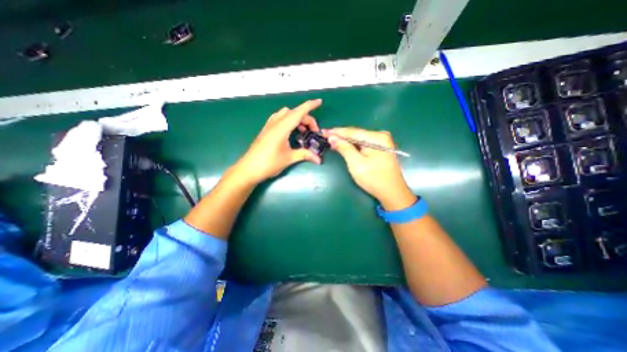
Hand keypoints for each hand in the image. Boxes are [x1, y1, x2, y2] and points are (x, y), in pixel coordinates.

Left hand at [236, 97, 322, 182]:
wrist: (249, 169)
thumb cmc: (269, 163)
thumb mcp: (289, 158)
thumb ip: (305, 155)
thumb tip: (319, 159)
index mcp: (282, 127)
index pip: (299, 112)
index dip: (310, 106)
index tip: (319, 102)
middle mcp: (275, 123)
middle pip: (294, 113)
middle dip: (306, 118)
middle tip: (313, 131)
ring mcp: (269, 126)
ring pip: (285, 114)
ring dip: (296, 118)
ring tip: (302, 130)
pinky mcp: (266, 130)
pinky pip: (278, 118)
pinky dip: (287, 120)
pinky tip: (290, 131)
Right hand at [323, 128, 414, 210]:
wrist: (392, 193)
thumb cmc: (373, 179)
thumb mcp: (356, 163)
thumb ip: (344, 148)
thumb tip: (332, 138)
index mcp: (376, 137)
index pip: (352, 131)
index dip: (336, 132)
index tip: (324, 132)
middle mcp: (381, 136)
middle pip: (356, 134)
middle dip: (341, 136)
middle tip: (326, 137)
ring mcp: (382, 142)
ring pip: (359, 139)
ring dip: (346, 141)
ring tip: (332, 141)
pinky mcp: (381, 149)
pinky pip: (364, 144)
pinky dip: (354, 146)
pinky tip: (345, 146)